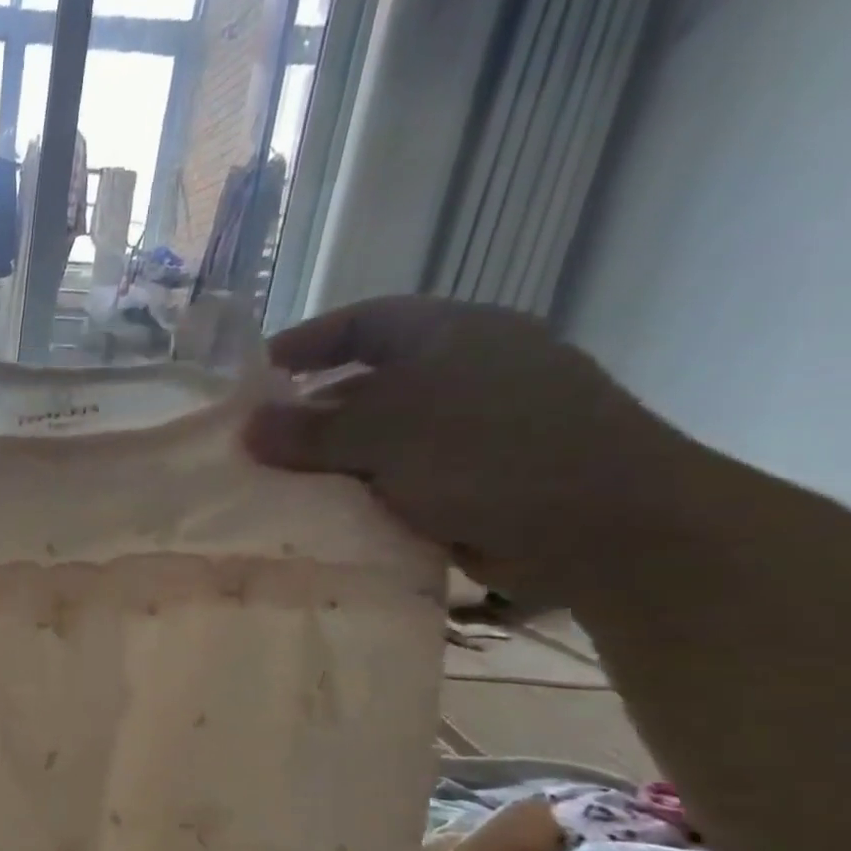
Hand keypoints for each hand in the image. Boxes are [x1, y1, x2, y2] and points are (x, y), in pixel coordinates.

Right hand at [243, 296, 686, 603]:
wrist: (604, 527)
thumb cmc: (489, 453)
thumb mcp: (385, 432)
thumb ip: (310, 431)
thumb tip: (246, 429)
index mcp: (449, 336)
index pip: (361, 323)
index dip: (304, 343)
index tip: (253, 376)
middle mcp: (462, 374)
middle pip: (366, 386)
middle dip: (309, 416)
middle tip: (255, 448)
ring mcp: (474, 430)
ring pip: (380, 441)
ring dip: (332, 464)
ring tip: (278, 492)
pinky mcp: (478, 482)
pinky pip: (400, 482)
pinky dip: (364, 497)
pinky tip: (327, 521)